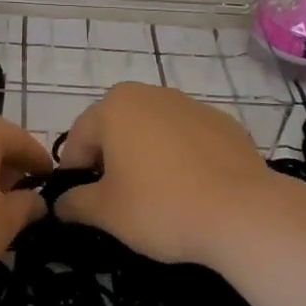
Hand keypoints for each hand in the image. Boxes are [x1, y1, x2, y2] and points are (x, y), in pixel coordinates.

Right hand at [55, 82, 274, 265]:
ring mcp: (190, 104)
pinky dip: (181, 159)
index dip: (74, 175)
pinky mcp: (223, 123)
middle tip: (116, 202)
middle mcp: (149, 93)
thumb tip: (61, 203)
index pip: (79, 140)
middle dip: (110, 162)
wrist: (244, 212)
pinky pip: (187, 140)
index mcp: (114, 106)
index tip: (80, 206)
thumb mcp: (106, 213)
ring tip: (156, 198)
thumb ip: (74, 203)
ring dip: (145, 158)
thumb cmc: (162, 206)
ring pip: (153, 132)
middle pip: (115, 129)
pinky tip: (191, 191)